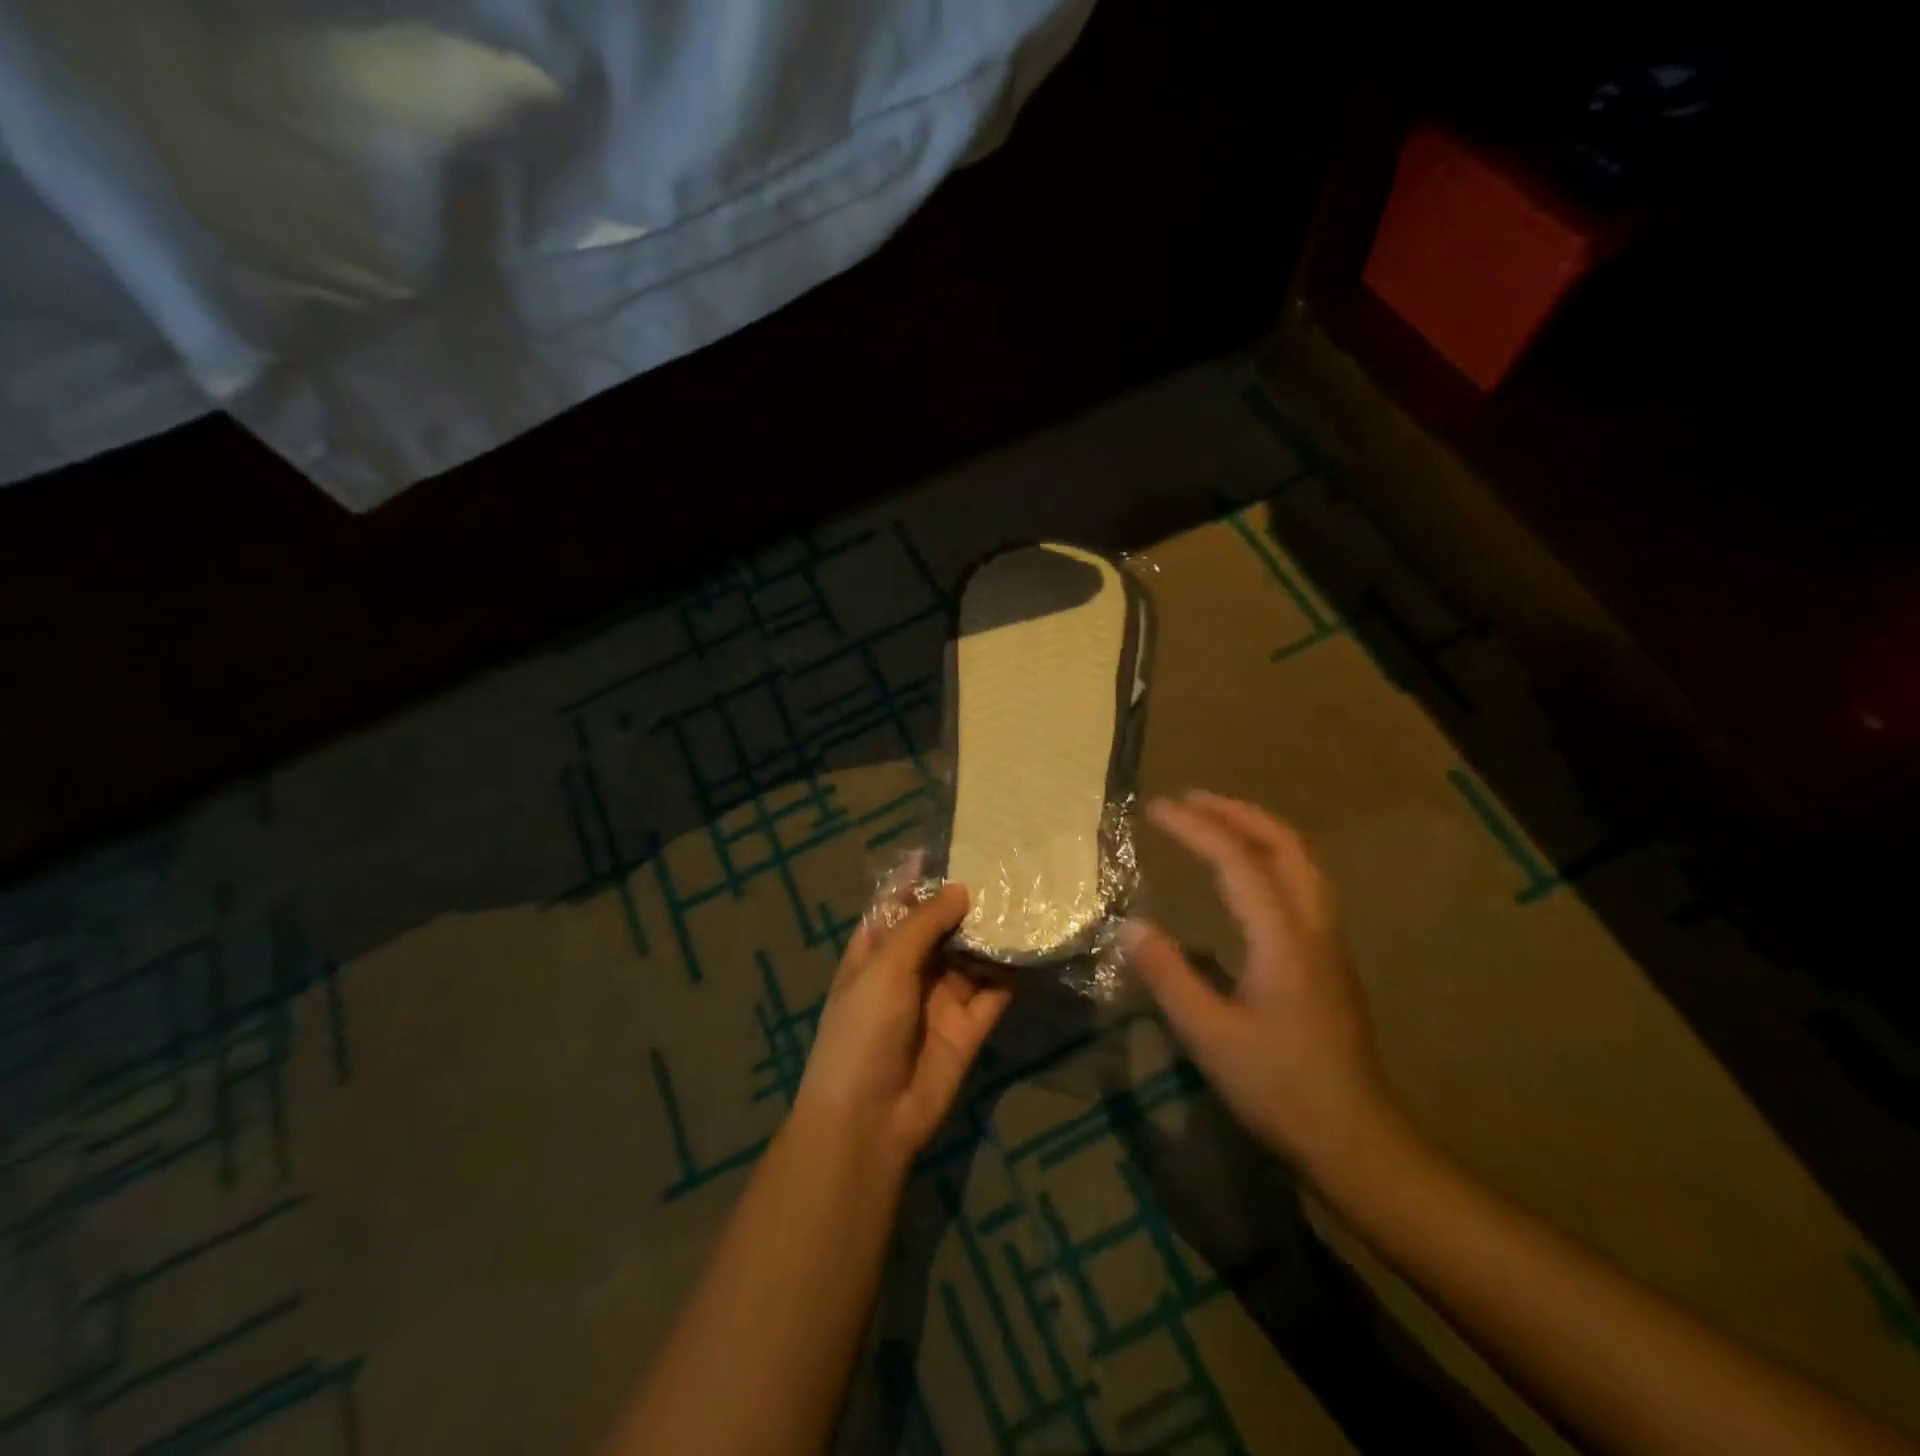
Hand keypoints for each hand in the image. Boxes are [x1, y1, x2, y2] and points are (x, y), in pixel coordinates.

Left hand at [794, 882, 1011, 1163]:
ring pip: (972, 956)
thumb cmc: (863, 1030)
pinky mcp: (970, 1026)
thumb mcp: (884, 967)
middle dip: (968, 900)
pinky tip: (1036, 942)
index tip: (958, 845)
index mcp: (876, 950)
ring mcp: (941, 998)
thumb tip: (960, 889)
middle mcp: (910, 969)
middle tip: (1007, 865)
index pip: (899, 902)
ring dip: (994, 932)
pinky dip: (1012, 970)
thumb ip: (922, 925)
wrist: (870, 1120)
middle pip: (942, 926)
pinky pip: (995, 990)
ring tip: (1029, 895)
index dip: (924, 876)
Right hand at [1122, 791, 1401, 1176]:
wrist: (1357, 1140)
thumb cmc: (1280, 1089)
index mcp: (1284, 939)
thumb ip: (1168, 977)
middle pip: (1286, 845)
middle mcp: (1314, 927)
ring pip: (1302, 862)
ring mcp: (1329, 943)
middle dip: (1237, 812)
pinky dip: (1271, 857)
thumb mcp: (1210, 1037)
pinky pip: (1303, 883)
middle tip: (1191, 799)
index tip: (1156, 809)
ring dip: (1259, 830)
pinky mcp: (1329, 961)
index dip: (1196, 827)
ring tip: (1217, 821)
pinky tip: (1246, 876)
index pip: (1239, 861)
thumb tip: (1129, 925)